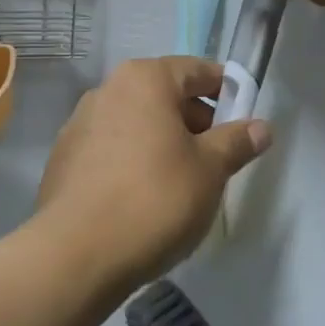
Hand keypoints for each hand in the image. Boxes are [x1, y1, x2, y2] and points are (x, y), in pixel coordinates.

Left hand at [36, 57, 271, 286]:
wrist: (76, 255)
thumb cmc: (154, 199)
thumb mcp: (210, 170)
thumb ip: (237, 142)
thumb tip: (261, 127)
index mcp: (145, 79)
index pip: (197, 70)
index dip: (226, 91)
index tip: (243, 120)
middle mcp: (108, 90)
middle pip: (164, 95)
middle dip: (195, 121)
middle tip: (218, 158)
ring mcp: (79, 124)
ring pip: (137, 123)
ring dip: (164, 142)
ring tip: (183, 182)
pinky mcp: (64, 159)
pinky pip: (112, 148)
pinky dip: (134, 161)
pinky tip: (144, 198)